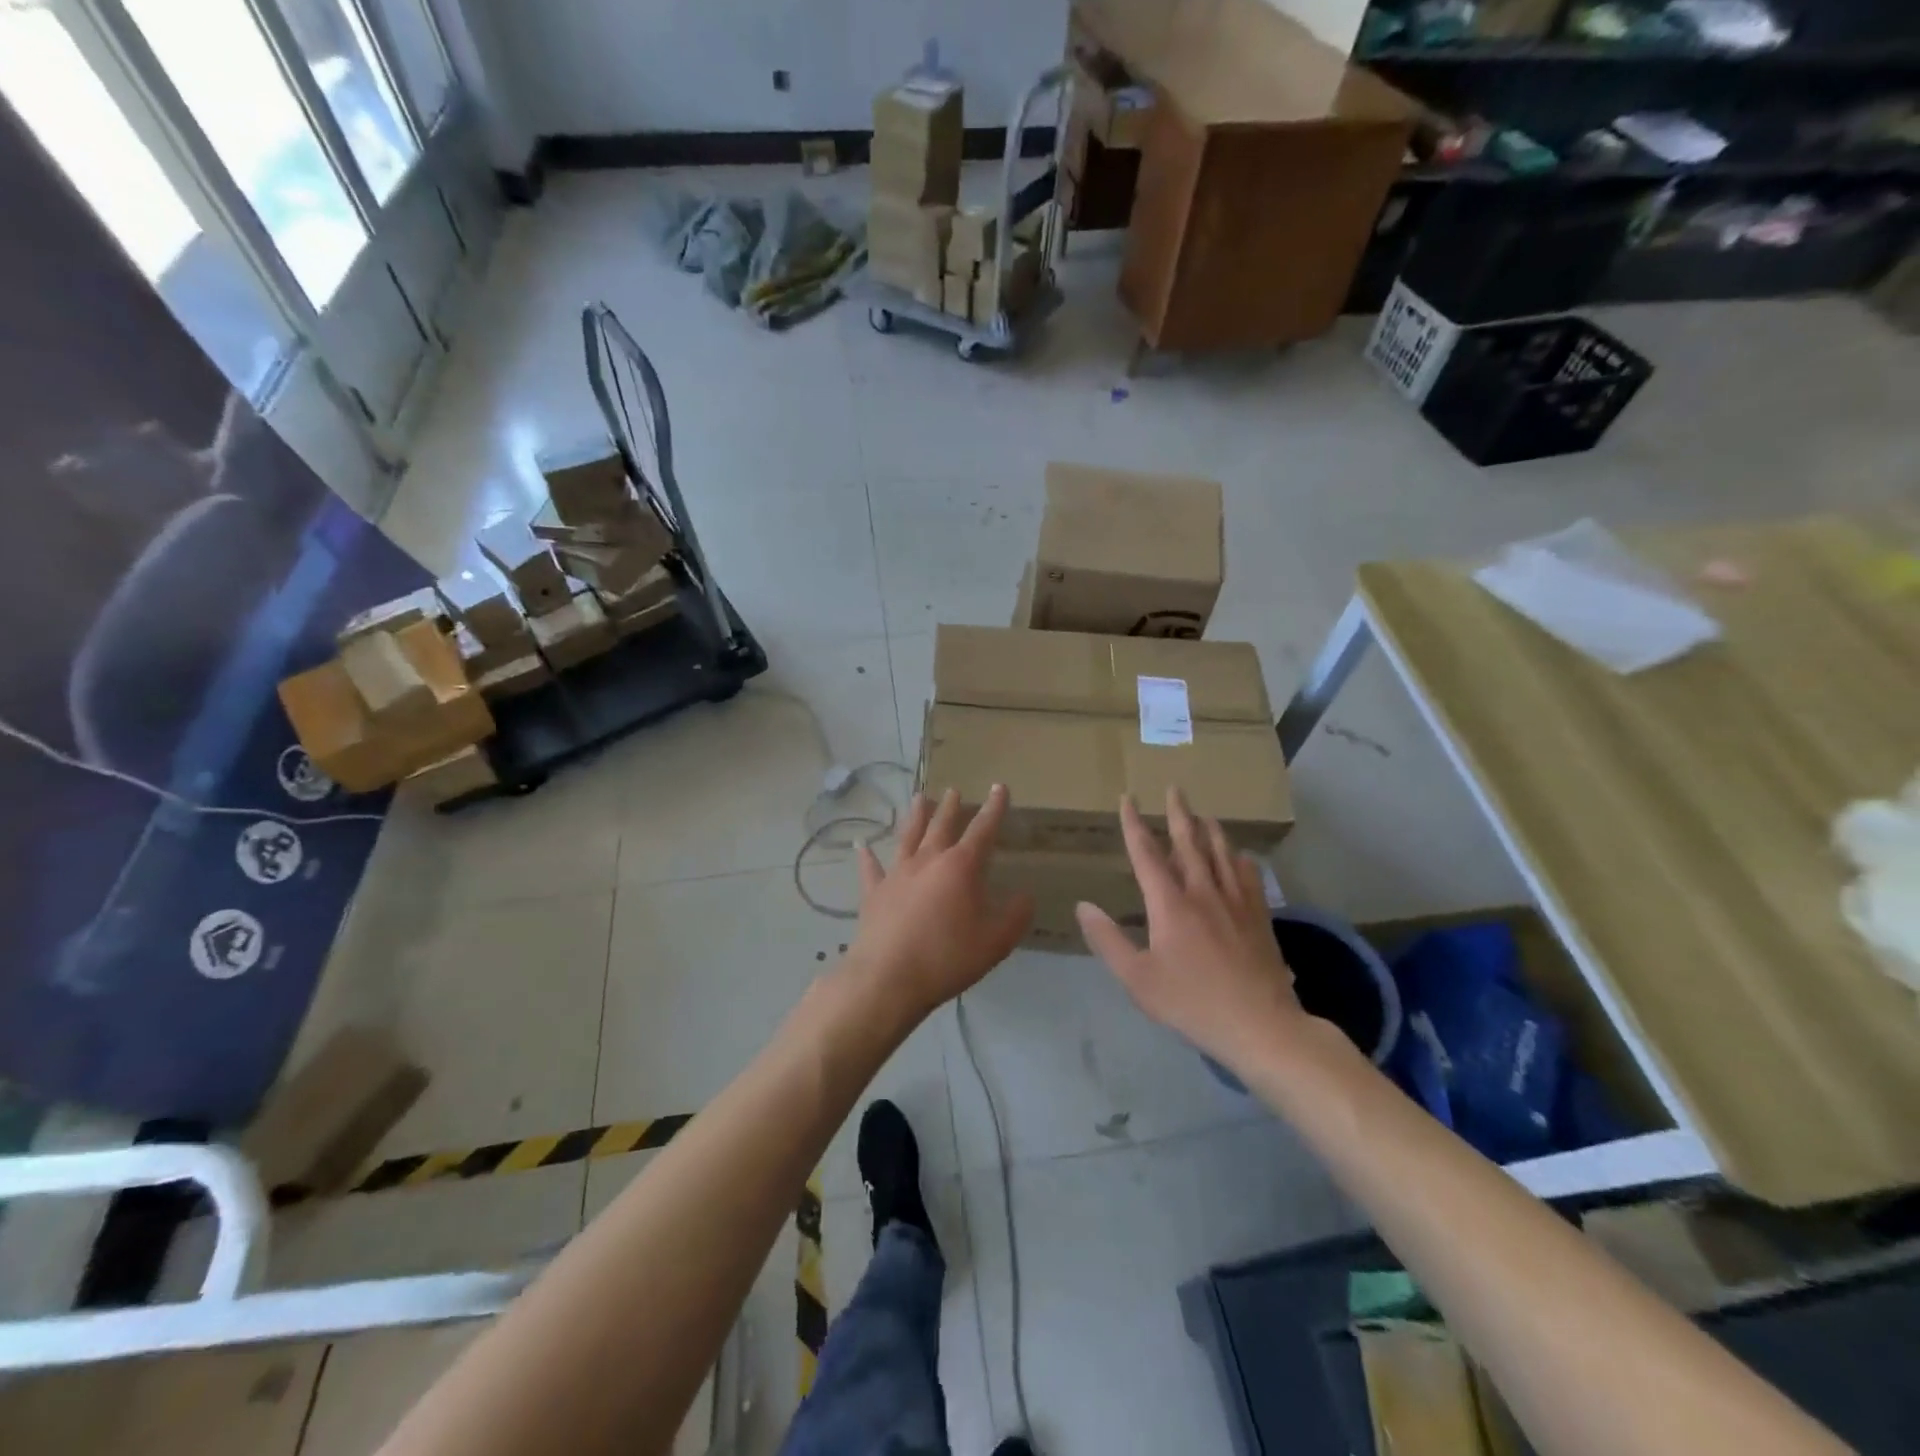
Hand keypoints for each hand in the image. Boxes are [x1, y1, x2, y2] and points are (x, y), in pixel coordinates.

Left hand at [846, 785, 1033, 1022]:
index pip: (982, 829)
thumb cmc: (947, 957)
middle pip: (941, 825)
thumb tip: (1025, 895)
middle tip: (953, 790)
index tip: (998, 787)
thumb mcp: (996, 941)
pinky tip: (862, 845)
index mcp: (961, 866)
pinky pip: (871, 869)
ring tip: (919, 798)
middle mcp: (928, 860)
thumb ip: (1015, 915)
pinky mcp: (874, 893)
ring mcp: (897, 874)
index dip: (993, 808)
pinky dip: (867, 856)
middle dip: (950, 807)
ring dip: (915, 817)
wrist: (888, 978)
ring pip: (908, 837)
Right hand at [1076, 788, 1303, 1069]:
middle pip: (1189, 842)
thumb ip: (1108, 940)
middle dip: (1179, 813)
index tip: (1128, 799)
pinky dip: (1240, 859)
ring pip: (1222, 853)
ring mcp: (1236, 901)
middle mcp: (1203, 892)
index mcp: (1170, 904)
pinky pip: (1249, 875)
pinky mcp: (1259, 916)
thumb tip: (1083, 906)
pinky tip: (1240, 857)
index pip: (1146, 853)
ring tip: (1205, 814)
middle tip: (1175, 788)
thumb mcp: (1138, 979)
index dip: (1134, 823)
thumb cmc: (1191, 1003)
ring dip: (1210, 830)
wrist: (1260, 1025)